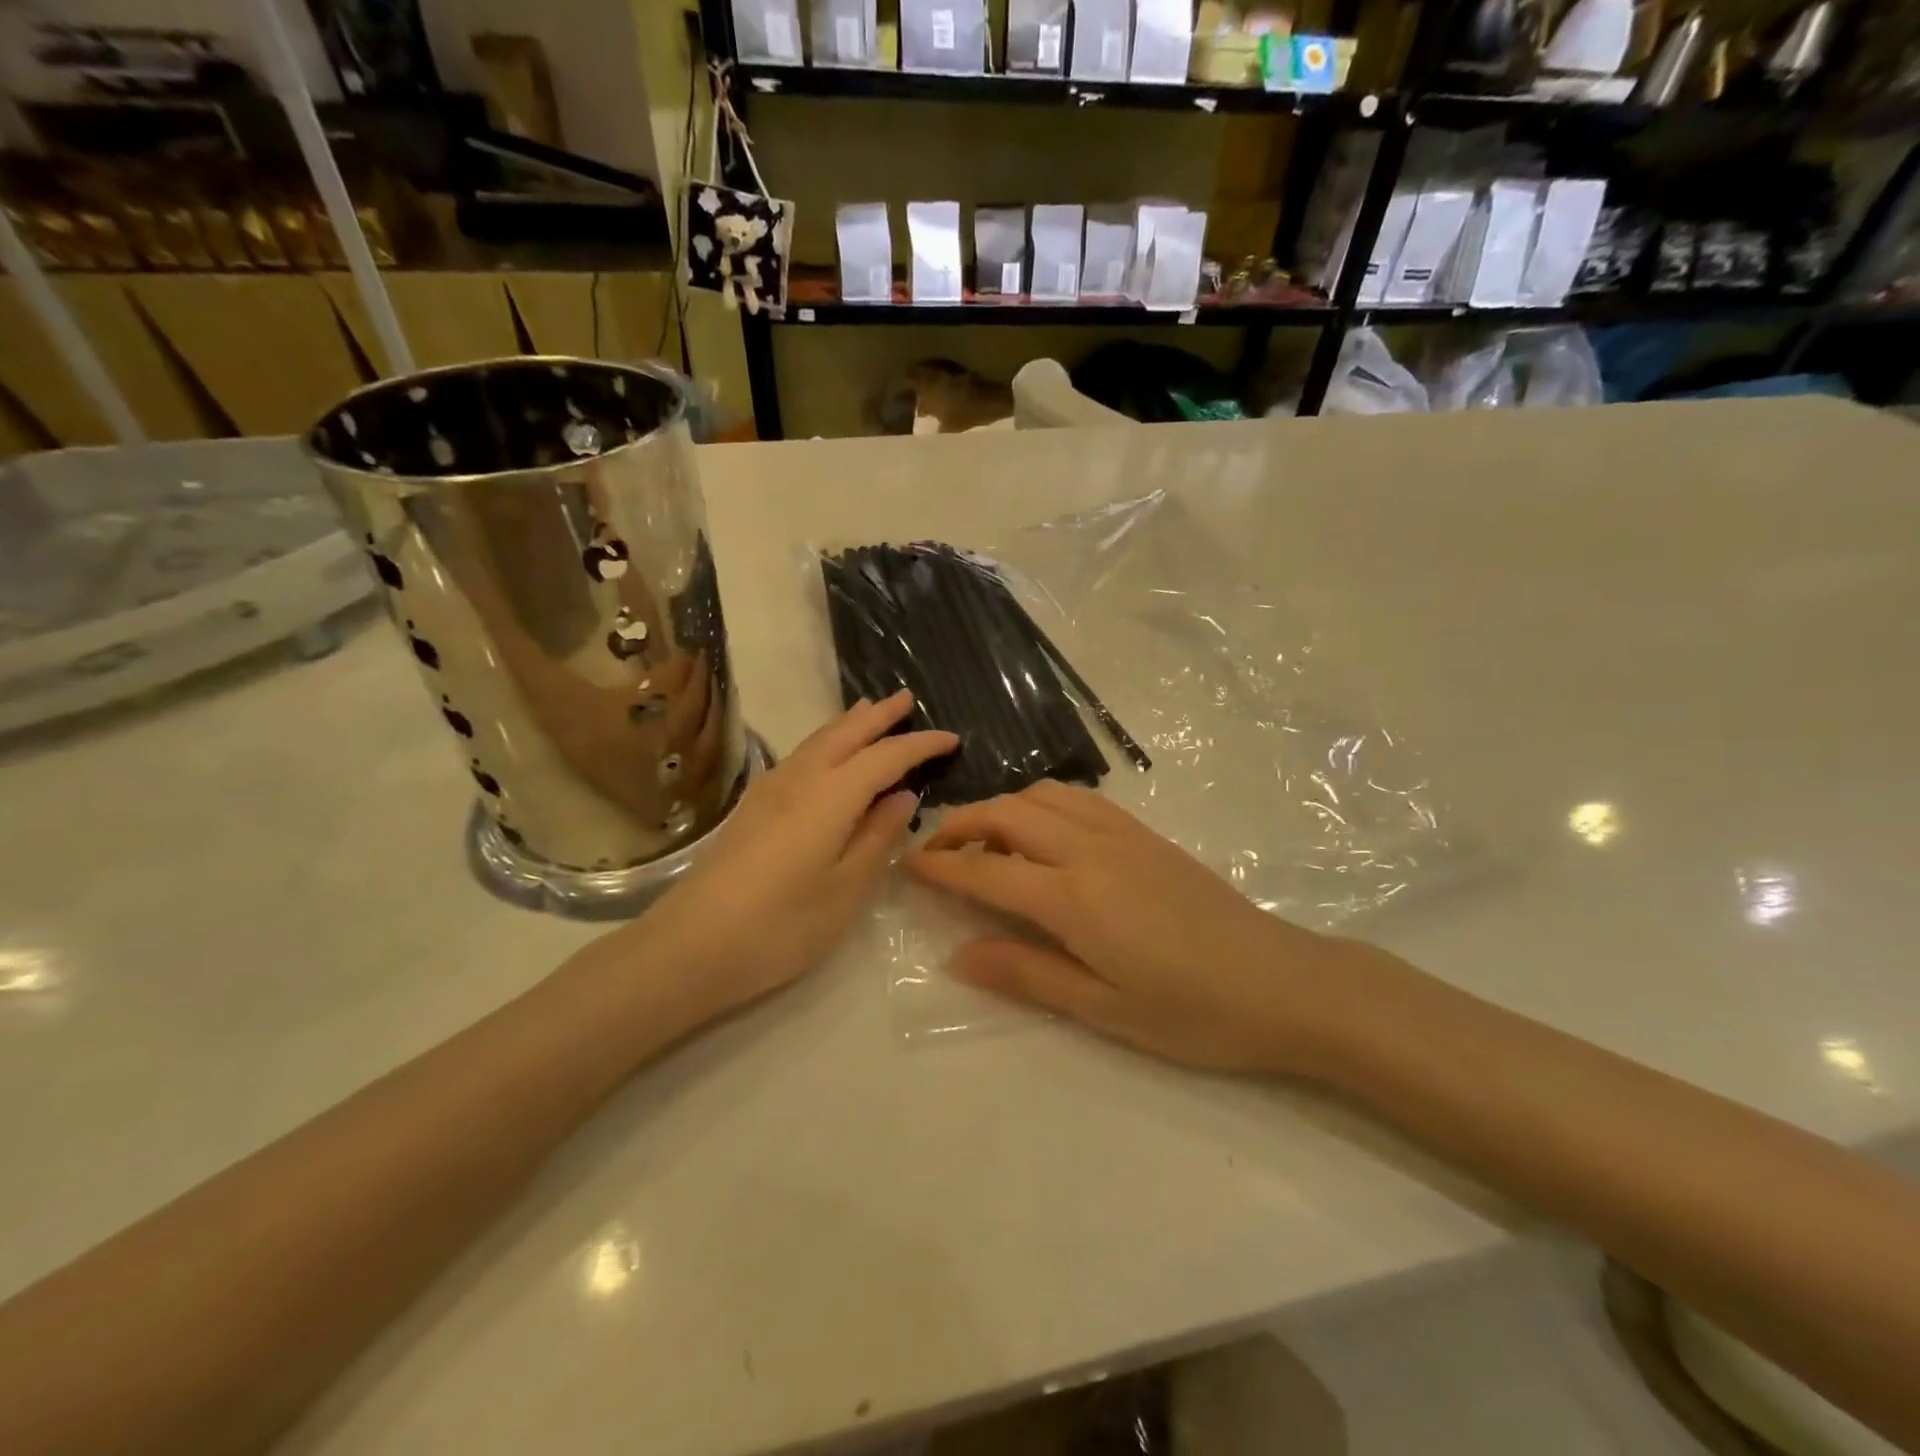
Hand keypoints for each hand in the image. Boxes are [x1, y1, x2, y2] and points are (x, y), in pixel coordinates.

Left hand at [596, 692, 957, 1033]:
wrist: (690, 947)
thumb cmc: (781, 926)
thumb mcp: (846, 890)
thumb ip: (878, 837)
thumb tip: (902, 797)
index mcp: (831, 796)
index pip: (886, 757)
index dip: (920, 744)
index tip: (951, 738)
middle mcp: (800, 779)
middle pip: (845, 733)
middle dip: (879, 715)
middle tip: (906, 699)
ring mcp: (769, 790)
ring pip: (817, 740)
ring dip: (849, 723)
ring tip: (869, 711)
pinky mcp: (752, 807)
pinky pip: (800, 756)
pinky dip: (825, 742)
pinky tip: (827, 755)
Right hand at [909, 780, 1388, 1075]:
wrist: (1284, 984)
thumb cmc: (1193, 1013)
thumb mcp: (1103, 1009)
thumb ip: (1026, 974)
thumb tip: (958, 955)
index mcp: (1076, 898)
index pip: (988, 869)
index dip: (942, 865)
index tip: (909, 865)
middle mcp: (1092, 850)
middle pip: (1009, 814)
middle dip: (962, 823)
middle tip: (936, 849)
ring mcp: (1123, 834)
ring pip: (1044, 794)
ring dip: (1003, 806)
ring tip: (985, 838)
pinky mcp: (1147, 833)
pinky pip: (1079, 799)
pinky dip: (1043, 802)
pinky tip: (1042, 832)